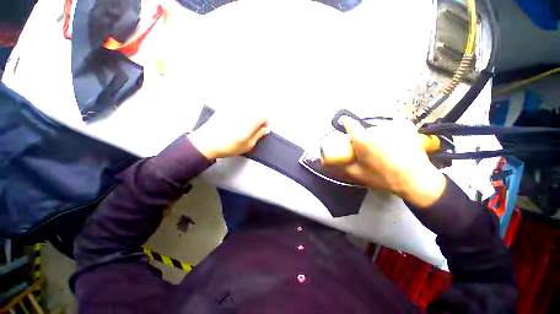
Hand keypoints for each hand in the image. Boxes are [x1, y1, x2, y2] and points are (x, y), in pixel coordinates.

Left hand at [187, 112, 267, 159]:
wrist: (206, 142)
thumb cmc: (229, 146)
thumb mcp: (248, 145)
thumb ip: (259, 135)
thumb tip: (266, 129)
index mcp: (250, 121)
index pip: (264, 117)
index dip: (264, 124)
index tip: (260, 130)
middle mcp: (243, 111)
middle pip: (256, 111)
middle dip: (257, 119)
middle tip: (251, 130)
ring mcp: (233, 108)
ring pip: (247, 108)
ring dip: (249, 116)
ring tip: (242, 126)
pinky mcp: (225, 108)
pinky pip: (238, 107)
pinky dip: (240, 113)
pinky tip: (234, 122)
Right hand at [324, 117, 445, 207]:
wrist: (416, 180)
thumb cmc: (383, 177)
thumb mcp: (358, 173)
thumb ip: (343, 164)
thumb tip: (331, 161)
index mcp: (363, 140)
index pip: (349, 123)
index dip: (345, 122)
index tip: (344, 122)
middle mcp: (376, 129)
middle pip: (364, 129)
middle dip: (363, 136)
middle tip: (367, 149)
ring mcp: (393, 126)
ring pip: (379, 128)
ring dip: (377, 135)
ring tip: (384, 149)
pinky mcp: (406, 126)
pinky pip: (393, 126)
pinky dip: (392, 132)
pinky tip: (396, 143)